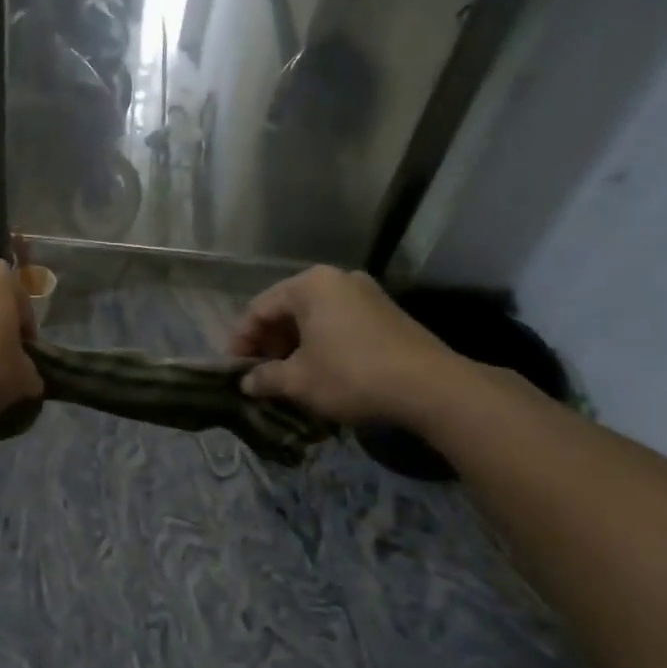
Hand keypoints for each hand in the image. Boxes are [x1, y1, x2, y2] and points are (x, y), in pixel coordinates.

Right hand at [229, 266, 462, 424]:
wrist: (431, 388)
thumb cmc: (352, 376)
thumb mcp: (298, 381)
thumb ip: (265, 378)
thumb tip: (246, 382)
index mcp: (310, 285)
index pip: (259, 308)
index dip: (241, 340)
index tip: (234, 370)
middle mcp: (337, 279)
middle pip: (287, 309)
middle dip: (269, 342)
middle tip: (260, 373)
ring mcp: (366, 293)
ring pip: (314, 317)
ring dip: (294, 345)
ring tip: (287, 376)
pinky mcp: (386, 313)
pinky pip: (338, 323)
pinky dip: (321, 344)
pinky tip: (320, 371)